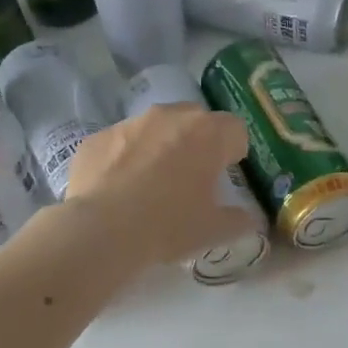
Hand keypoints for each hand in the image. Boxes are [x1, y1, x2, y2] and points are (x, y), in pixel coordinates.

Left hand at [63, 104, 254, 264]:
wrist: (101, 231)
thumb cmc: (168, 225)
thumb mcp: (214, 230)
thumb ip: (239, 220)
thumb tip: (249, 218)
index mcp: (207, 134)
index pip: (235, 129)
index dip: (234, 151)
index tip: (225, 174)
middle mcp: (170, 117)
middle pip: (195, 121)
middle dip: (198, 143)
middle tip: (191, 178)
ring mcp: (130, 123)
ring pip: (156, 127)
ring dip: (160, 147)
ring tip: (151, 184)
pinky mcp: (98, 136)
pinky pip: (121, 142)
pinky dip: (125, 158)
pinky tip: (119, 189)